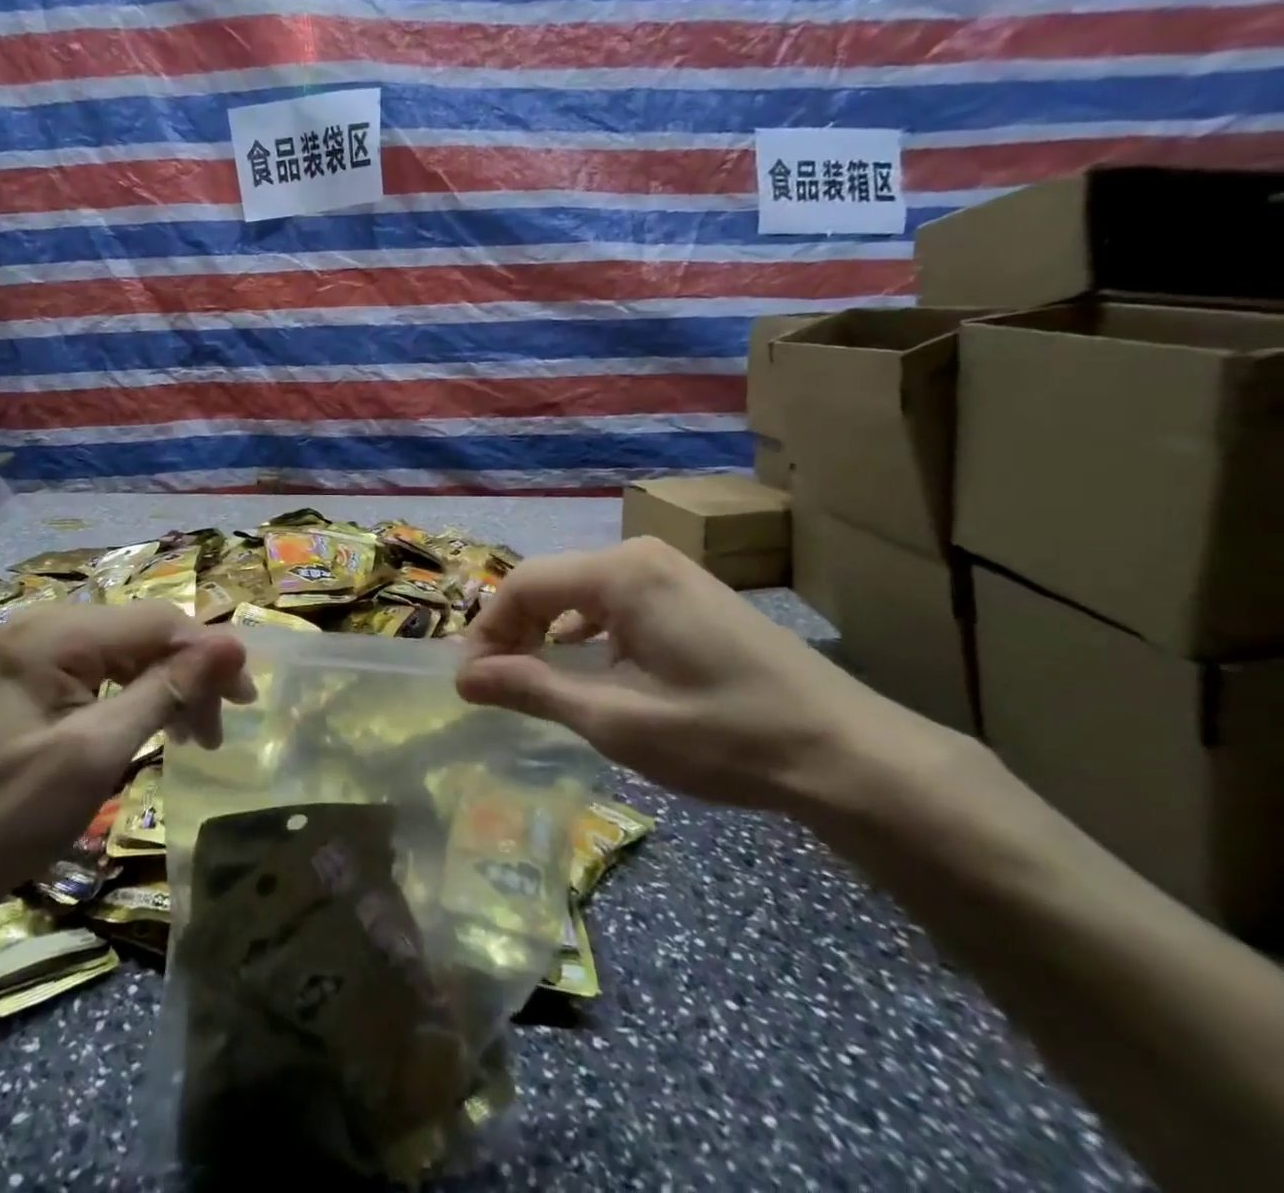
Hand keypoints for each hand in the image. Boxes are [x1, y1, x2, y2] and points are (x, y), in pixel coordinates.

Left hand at [0, 603, 253, 936]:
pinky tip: (150, 726)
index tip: (245, 701)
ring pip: (126, 653)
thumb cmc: (6, 817)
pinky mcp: (28, 679)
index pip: (158, 622)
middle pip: (144, 634)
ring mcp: (32, 651)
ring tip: (192, 738)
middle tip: (215, 733)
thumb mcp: (97, 753)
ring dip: (166, 688)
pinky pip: (99, 672)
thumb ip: (167, 690)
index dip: (209, 654)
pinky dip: (133, 698)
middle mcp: (44, 625)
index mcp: (55, 633)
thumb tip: (235, 643)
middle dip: (189, 676)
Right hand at [456, 538, 950, 811]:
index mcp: (621, 573)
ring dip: (547, 632)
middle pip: (550, 582)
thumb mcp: (615, 719)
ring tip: (531, 680)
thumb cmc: (721, 734)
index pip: (524, 585)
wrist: (843, 752)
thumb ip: (532, 688)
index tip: (470, 682)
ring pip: (580, 592)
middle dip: (515, 631)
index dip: (487, 631)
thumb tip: (464, 677)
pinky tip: (586, 667)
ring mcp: (669, 571)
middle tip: (496, 685)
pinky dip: (585, 632)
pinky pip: (614, 601)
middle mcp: (640, 556)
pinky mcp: (688, 593)